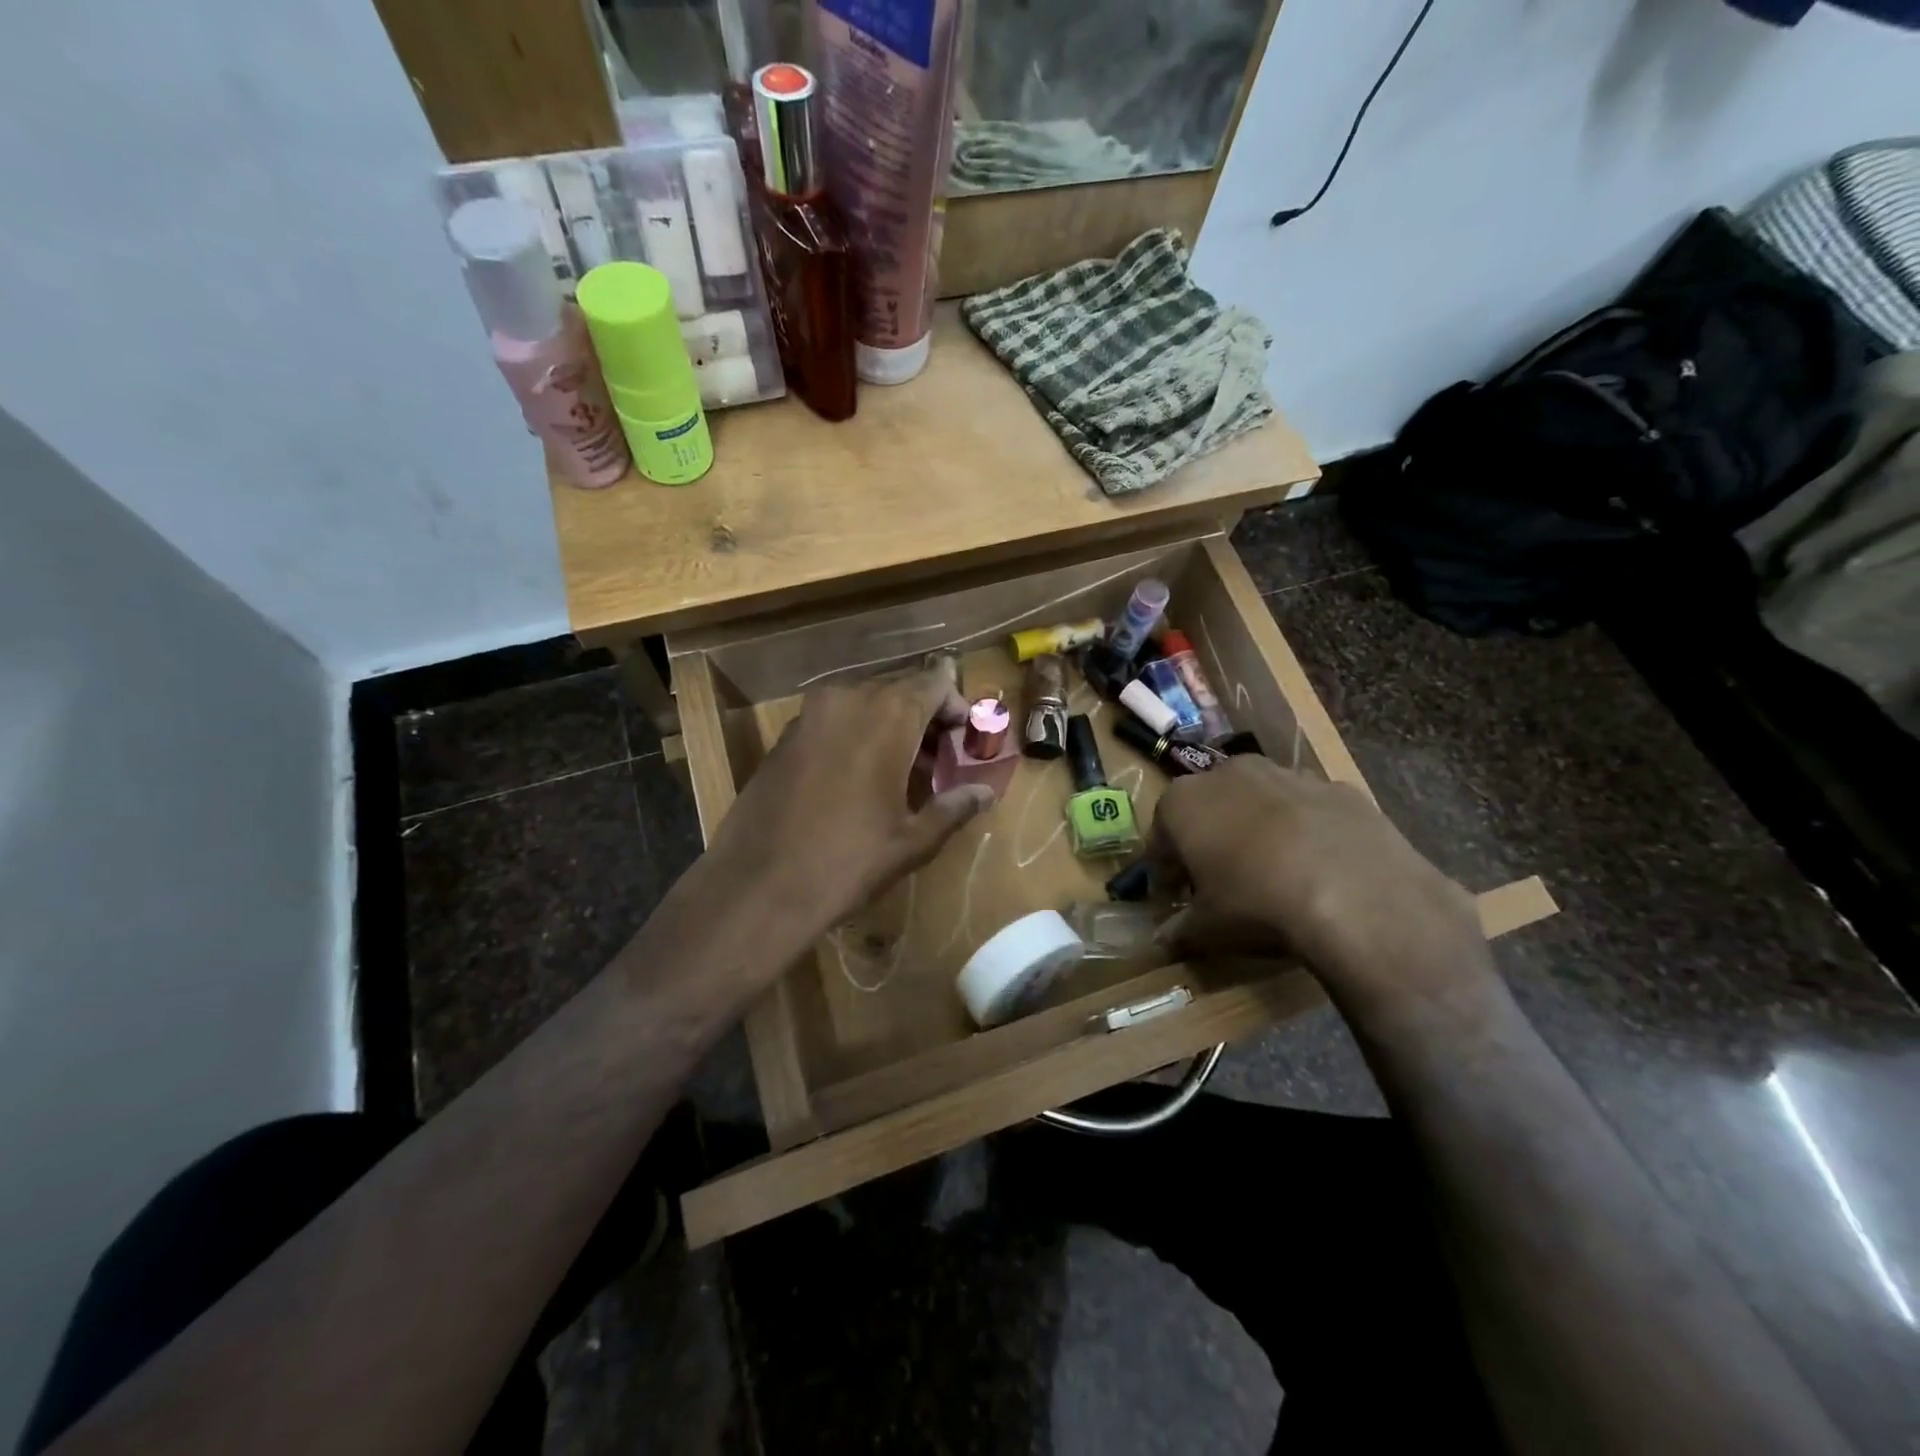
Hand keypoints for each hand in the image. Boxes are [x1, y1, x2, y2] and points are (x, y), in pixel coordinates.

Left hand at [698, 663, 996, 948]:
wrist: (758, 886)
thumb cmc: (848, 861)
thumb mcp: (912, 840)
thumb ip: (953, 807)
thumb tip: (985, 793)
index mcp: (887, 714)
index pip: (935, 682)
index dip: (956, 705)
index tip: (965, 738)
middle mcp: (847, 699)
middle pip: (899, 690)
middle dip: (925, 718)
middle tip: (941, 760)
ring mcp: (809, 715)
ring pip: (864, 704)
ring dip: (890, 727)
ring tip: (905, 773)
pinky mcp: (784, 737)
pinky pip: (834, 720)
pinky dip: (857, 735)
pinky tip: (861, 779)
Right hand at [1150, 757, 1492, 1012]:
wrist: (1357, 895)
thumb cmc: (1257, 904)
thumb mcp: (1207, 928)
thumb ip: (1179, 930)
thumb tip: (1163, 940)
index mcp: (1183, 802)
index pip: (1159, 840)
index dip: (1164, 873)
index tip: (1173, 899)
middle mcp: (1228, 774)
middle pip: (1208, 810)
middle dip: (1209, 842)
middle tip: (1219, 884)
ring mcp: (1286, 774)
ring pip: (1258, 803)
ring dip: (1256, 830)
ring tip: (1272, 875)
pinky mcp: (1337, 787)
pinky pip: (1308, 810)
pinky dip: (1305, 831)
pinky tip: (1319, 868)